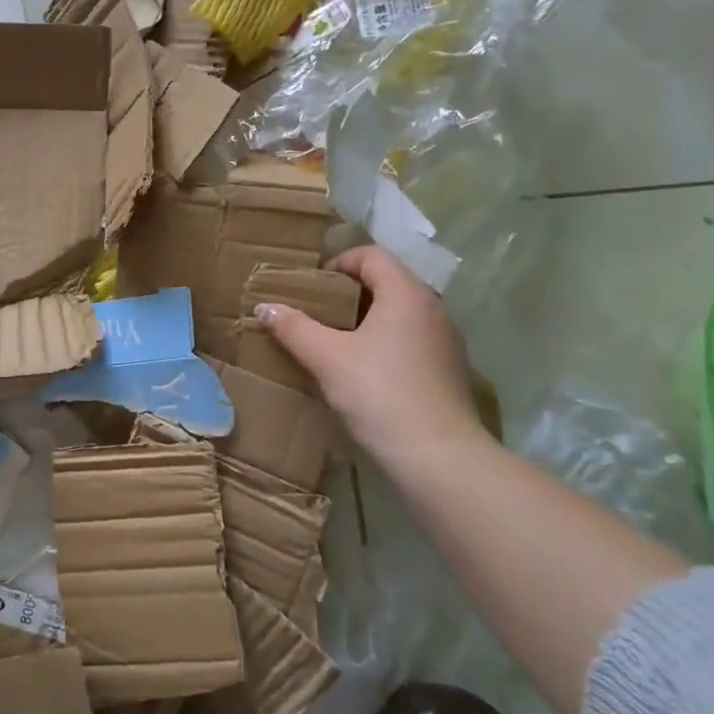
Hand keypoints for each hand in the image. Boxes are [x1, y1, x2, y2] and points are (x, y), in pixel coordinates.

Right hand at [256, 245, 488, 464]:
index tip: (312, 287)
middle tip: (318, 312)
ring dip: (368, 318)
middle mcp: (432, 307)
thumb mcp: (327, 359)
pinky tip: (365, 370)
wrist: (438, 457)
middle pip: (387, 281)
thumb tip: (264, 307)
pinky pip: (412, 338)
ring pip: (401, 312)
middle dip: (350, 291)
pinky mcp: (449, 369)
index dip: (338, 263)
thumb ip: (294, 328)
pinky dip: (386, 341)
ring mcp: (445, 339)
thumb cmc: (379, 394)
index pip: (372, 255)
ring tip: (336, 341)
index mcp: (406, 293)